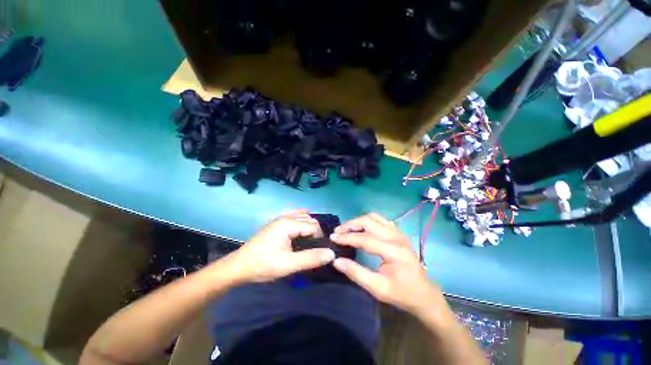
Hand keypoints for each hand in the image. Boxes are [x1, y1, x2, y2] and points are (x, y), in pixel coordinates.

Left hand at [226, 210, 335, 282]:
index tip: (317, 251)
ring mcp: (280, 219)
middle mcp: (285, 217)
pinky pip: (294, 217)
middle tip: (313, 248)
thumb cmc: (263, 265)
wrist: (239, 266)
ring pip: (303, 217)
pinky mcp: (276, 223)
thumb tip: (331, 253)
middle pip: (309, 219)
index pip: (314, 225)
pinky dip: (301, 223)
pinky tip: (300, 234)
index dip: (319, 238)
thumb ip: (311, 258)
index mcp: (289, 224)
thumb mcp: (288, 265)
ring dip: (309, 227)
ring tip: (307, 242)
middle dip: (315, 232)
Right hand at [330, 213, 444, 316]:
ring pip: (374, 217)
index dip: (347, 237)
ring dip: (358, 220)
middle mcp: (396, 236)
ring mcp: (398, 232)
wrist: (424, 293)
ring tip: (347, 229)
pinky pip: (380, 219)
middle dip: (351, 224)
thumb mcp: (378, 288)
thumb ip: (356, 273)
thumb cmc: (401, 293)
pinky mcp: (398, 232)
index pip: (365, 238)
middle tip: (338, 231)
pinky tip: (361, 228)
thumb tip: (336, 261)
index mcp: (393, 251)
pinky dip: (367, 221)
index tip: (333, 237)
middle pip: (369, 221)